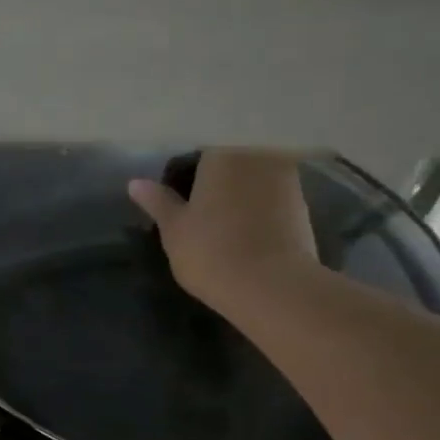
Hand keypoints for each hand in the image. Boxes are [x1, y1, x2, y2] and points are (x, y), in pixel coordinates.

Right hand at [128, 149, 319, 312]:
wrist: (272, 286)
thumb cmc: (211, 251)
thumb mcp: (173, 229)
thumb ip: (157, 202)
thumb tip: (135, 182)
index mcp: (222, 153)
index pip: (200, 153)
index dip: (187, 176)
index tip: (181, 200)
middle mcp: (258, 156)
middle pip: (231, 162)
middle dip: (218, 182)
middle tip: (201, 213)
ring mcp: (287, 179)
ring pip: (255, 180)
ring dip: (242, 195)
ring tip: (225, 226)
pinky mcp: (304, 206)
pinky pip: (273, 200)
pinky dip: (261, 211)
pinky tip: (249, 235)